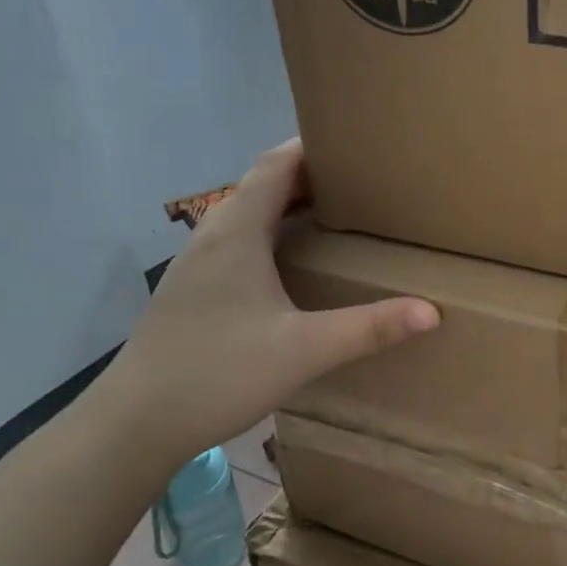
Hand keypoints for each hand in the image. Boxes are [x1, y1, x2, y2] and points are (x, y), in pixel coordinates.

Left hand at [96, 140, 438, 472]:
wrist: (135, 422)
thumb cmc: (219, 373)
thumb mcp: (304, 350)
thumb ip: (369, 328)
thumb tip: (431, 312)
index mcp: (237, 232)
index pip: (276, 165)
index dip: (312, 147)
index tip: (355, 143)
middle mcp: (212, 235)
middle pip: (261, 184)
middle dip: (308, 174)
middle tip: (359, 181)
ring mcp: (196, 263)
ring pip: (246, 213)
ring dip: (286, 204)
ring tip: (332, 214)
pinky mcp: (191, 288)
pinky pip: (236, 240)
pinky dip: (269, 232)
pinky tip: (290, 264)